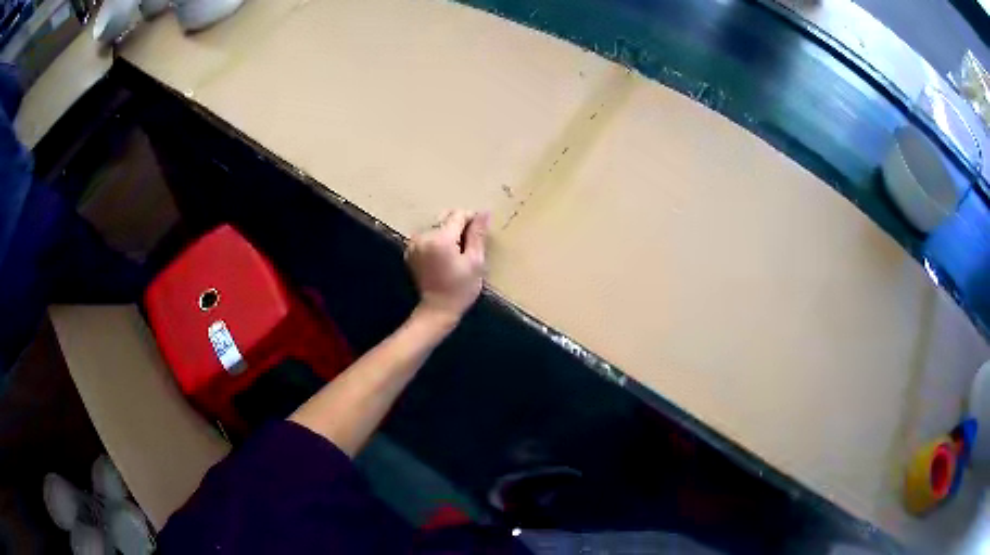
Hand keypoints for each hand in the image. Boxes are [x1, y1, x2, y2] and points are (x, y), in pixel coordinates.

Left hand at [405, 209, 488, 325]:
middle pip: (446, 219)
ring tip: (457, 253)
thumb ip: (478, 234)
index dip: (472, 220)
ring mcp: (414, 244)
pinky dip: (437, 242)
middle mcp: (423, 237)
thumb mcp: (475, 262)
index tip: (479, 233)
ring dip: (448, 234)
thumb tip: (484, 212)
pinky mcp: (410, 251)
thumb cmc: (461, 288)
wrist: (437, 309)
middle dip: (459, 227)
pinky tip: (444, 257)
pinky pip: (428, 237)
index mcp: (440, 239)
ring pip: (437, 227)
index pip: (458, 215)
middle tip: (469, 246)